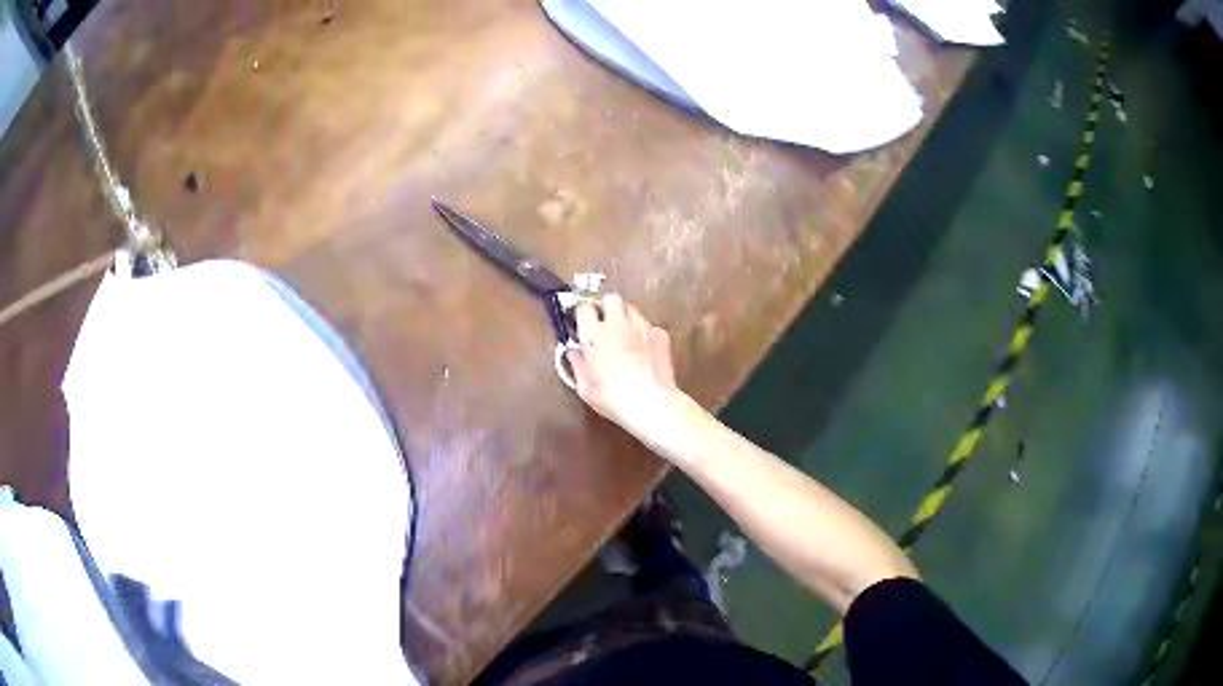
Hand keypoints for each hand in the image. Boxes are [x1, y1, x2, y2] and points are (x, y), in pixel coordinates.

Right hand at [567, 294, 679, 434]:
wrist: (651, 403)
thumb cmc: (612, 398)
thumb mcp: (585, 388)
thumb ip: (577, 365)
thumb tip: (573, 353)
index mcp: (594, 335)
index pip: (584, 307)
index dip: (582, 313)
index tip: (581, 321)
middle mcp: (617, 324)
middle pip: (611, 298)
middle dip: (606, 307)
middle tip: (604, 323)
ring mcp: (642, 327)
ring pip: (632, 309)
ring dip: (625, 317)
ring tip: (624, 335)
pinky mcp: (661, 335)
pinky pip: (650, 326)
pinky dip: (645, 333)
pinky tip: (644, 349)